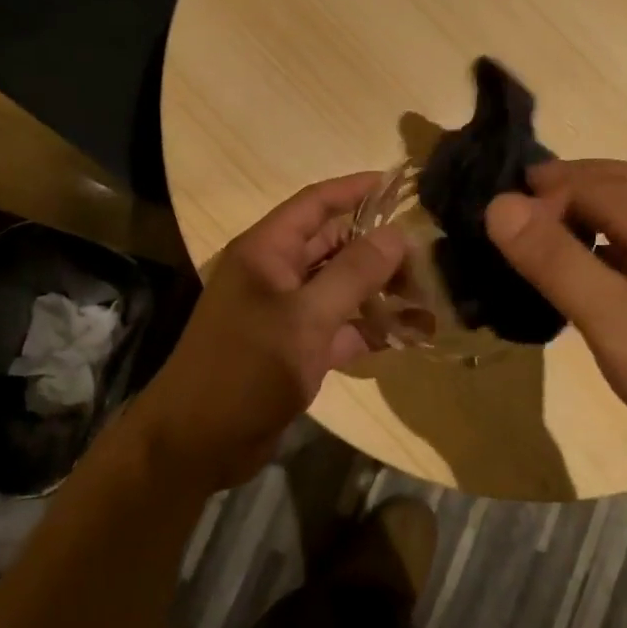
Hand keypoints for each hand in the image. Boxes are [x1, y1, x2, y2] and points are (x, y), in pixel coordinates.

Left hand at [135, 174, 406, 491]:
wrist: (198, 443)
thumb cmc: (247, 369)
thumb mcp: (306, 318)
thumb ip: (354, 273)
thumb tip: (398, 234)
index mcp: (267, 250)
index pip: (316, 202)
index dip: (356, 188)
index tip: (400, 183)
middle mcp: (276, 272)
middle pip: (334, 244)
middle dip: (379, 248)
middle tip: (427, 256)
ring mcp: (285, 311)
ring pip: (341, 287)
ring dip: (381, 290)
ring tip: (428, 296)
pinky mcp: (296, 347)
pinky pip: (340, 325)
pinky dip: (370, 328)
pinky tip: (409, 335)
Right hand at [484, 159, 626, 484]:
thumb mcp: (613, 320)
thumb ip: (554, 260)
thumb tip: (499, 205)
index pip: (584, 181)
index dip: (536, 196)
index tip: (497, 233)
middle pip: (613, 183)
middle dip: (560, 190)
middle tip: (513, 224)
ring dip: (586, 215)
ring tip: (546, 248)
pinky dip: (609, 243)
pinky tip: (597, 280)